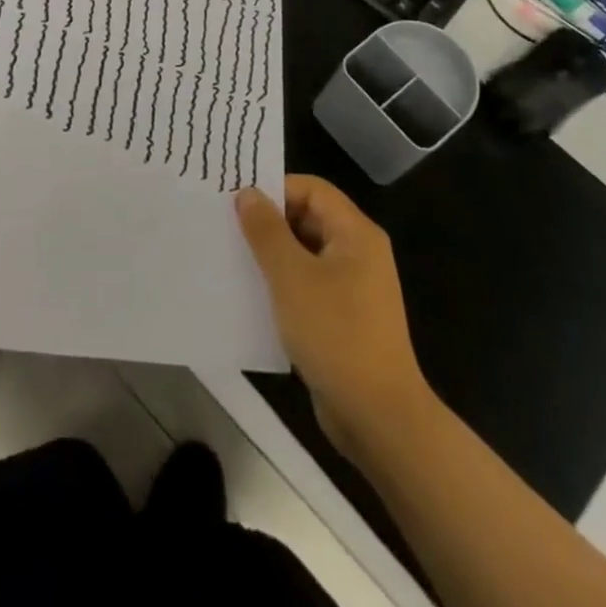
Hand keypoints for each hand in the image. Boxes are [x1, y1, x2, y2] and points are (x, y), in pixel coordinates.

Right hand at [235, 176, 427, 450]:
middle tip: (227, 230)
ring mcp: (354, 287)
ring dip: (272, 255)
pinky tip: (254, 296)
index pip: (312, 189)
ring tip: (233, 260)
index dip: (275, 190)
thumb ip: (266, 231)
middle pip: (309, 218)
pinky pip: (309, 285)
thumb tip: (247, 193)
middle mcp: (359, 252)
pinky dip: (283, 284)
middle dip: (269, 222)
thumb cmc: (335, 334)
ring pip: (305, 253)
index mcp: (355, 233)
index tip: (236, 202)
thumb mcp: (291, 276)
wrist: (378, 417)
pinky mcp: (344, 317)